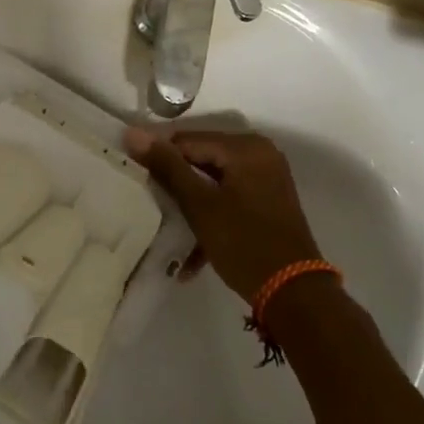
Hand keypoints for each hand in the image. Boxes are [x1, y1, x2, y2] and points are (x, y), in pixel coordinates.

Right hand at [125, 129, 324, 303]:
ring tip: (162, 223)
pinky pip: (228, 198)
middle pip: (202, 158)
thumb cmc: (243, 242)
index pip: (188, 140)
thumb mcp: (199, 205)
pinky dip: (210, 217)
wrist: (292, 290)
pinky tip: (190, 253)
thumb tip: (134, 133)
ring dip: (189, 204)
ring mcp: (266, 178)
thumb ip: (167, 167)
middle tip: (144, 199)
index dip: (158, 156)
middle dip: (174, 181)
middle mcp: (260, 154)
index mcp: (246, 147)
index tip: (131, 174)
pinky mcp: (267, 201)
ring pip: (213, 180)